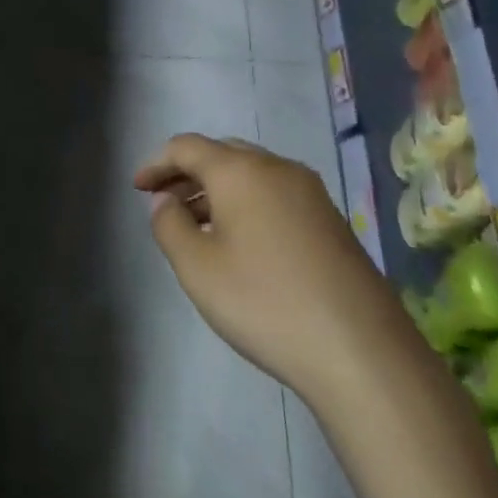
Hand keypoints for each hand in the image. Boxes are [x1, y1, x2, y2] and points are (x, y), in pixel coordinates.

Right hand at [134, 134, 405, 403]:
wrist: (360, 350)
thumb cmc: (263, 302)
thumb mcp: (196, 266)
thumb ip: (169, 225)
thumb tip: (166, 201)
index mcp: (242, 172)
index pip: (187, 147)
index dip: (156, 163)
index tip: (137, 188)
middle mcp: (279, 169)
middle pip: (222, 154)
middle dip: (187, 173)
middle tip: (163, 202)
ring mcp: (312, 194)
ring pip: (252, 174)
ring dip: (217, 189)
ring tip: (194, 225)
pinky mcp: (331, 221)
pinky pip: (275, 195)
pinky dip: (246, 204)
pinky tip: (238, 241)